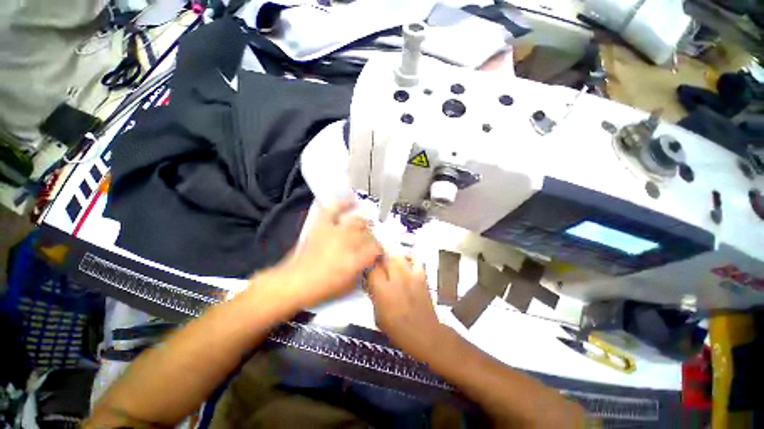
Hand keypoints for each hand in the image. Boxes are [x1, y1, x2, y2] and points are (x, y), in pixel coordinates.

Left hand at [265, 200, 383, 308]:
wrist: (294, 282)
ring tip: (366, 225)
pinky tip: (352, 199)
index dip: (380, 250)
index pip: (376, 248)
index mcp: (356, 260)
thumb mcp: (348, 285)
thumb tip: (369, 261)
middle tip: (371, 242)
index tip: (380, 253)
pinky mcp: (322, 226)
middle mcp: (349, 242)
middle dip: (373, 238)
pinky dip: (343, 203)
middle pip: (368, 233)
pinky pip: (334, 209)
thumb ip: (362, 271)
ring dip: (364, 223)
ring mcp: (335, 231)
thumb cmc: (322, 288)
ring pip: (357, 221)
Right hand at [366, 256, 444, 358]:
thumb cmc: (397, 329)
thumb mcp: (377, 316)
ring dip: (391, 256)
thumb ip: (373, 296)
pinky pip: (415, 259)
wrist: (423, 333)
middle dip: (378, 259)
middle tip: (376, 263)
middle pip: (384, 258)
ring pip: (398, 256)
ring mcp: (410, 275)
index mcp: (383, 290)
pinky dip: (409, 257)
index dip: (368, 267)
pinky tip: (405, 260)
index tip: (367, 270)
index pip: (372, 269)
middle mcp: (396, 278)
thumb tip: (371, 284)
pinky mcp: (421, 276)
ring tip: (388, 260)